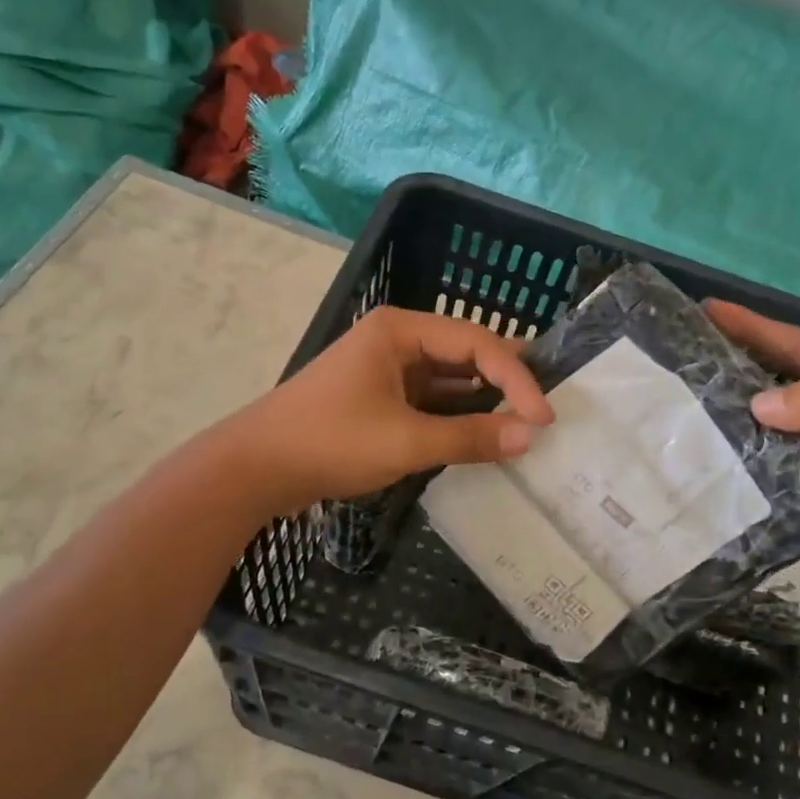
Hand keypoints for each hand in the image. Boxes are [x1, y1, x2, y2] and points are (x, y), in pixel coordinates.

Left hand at [226, 306, 555, 514]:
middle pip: (465, 353)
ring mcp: (385, 369)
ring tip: (523, 424)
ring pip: (448, 379)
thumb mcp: (406, 440)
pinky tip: (482, 436)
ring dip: (482, 401)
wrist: (254, 469)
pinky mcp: (378, 398)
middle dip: (505, 381)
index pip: (476, 344)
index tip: (543, 418)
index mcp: (400, 330)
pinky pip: (429, 400)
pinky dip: (456, 417)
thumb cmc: (330, 442)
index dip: (516, 378)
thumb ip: (471, 437)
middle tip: (545, 409)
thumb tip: (530, 437)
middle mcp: (396, 339)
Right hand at [707, 300, 799, 581]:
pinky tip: (719, 444)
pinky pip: (778, 447)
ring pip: (777, 411)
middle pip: (782, 371)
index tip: (708, 309)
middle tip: (690, 351)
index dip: (752, 325)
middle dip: (739, 360)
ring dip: (741, 405)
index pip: (797, 342)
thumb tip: (757, 402)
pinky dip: (752, 443)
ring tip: (693, 395)